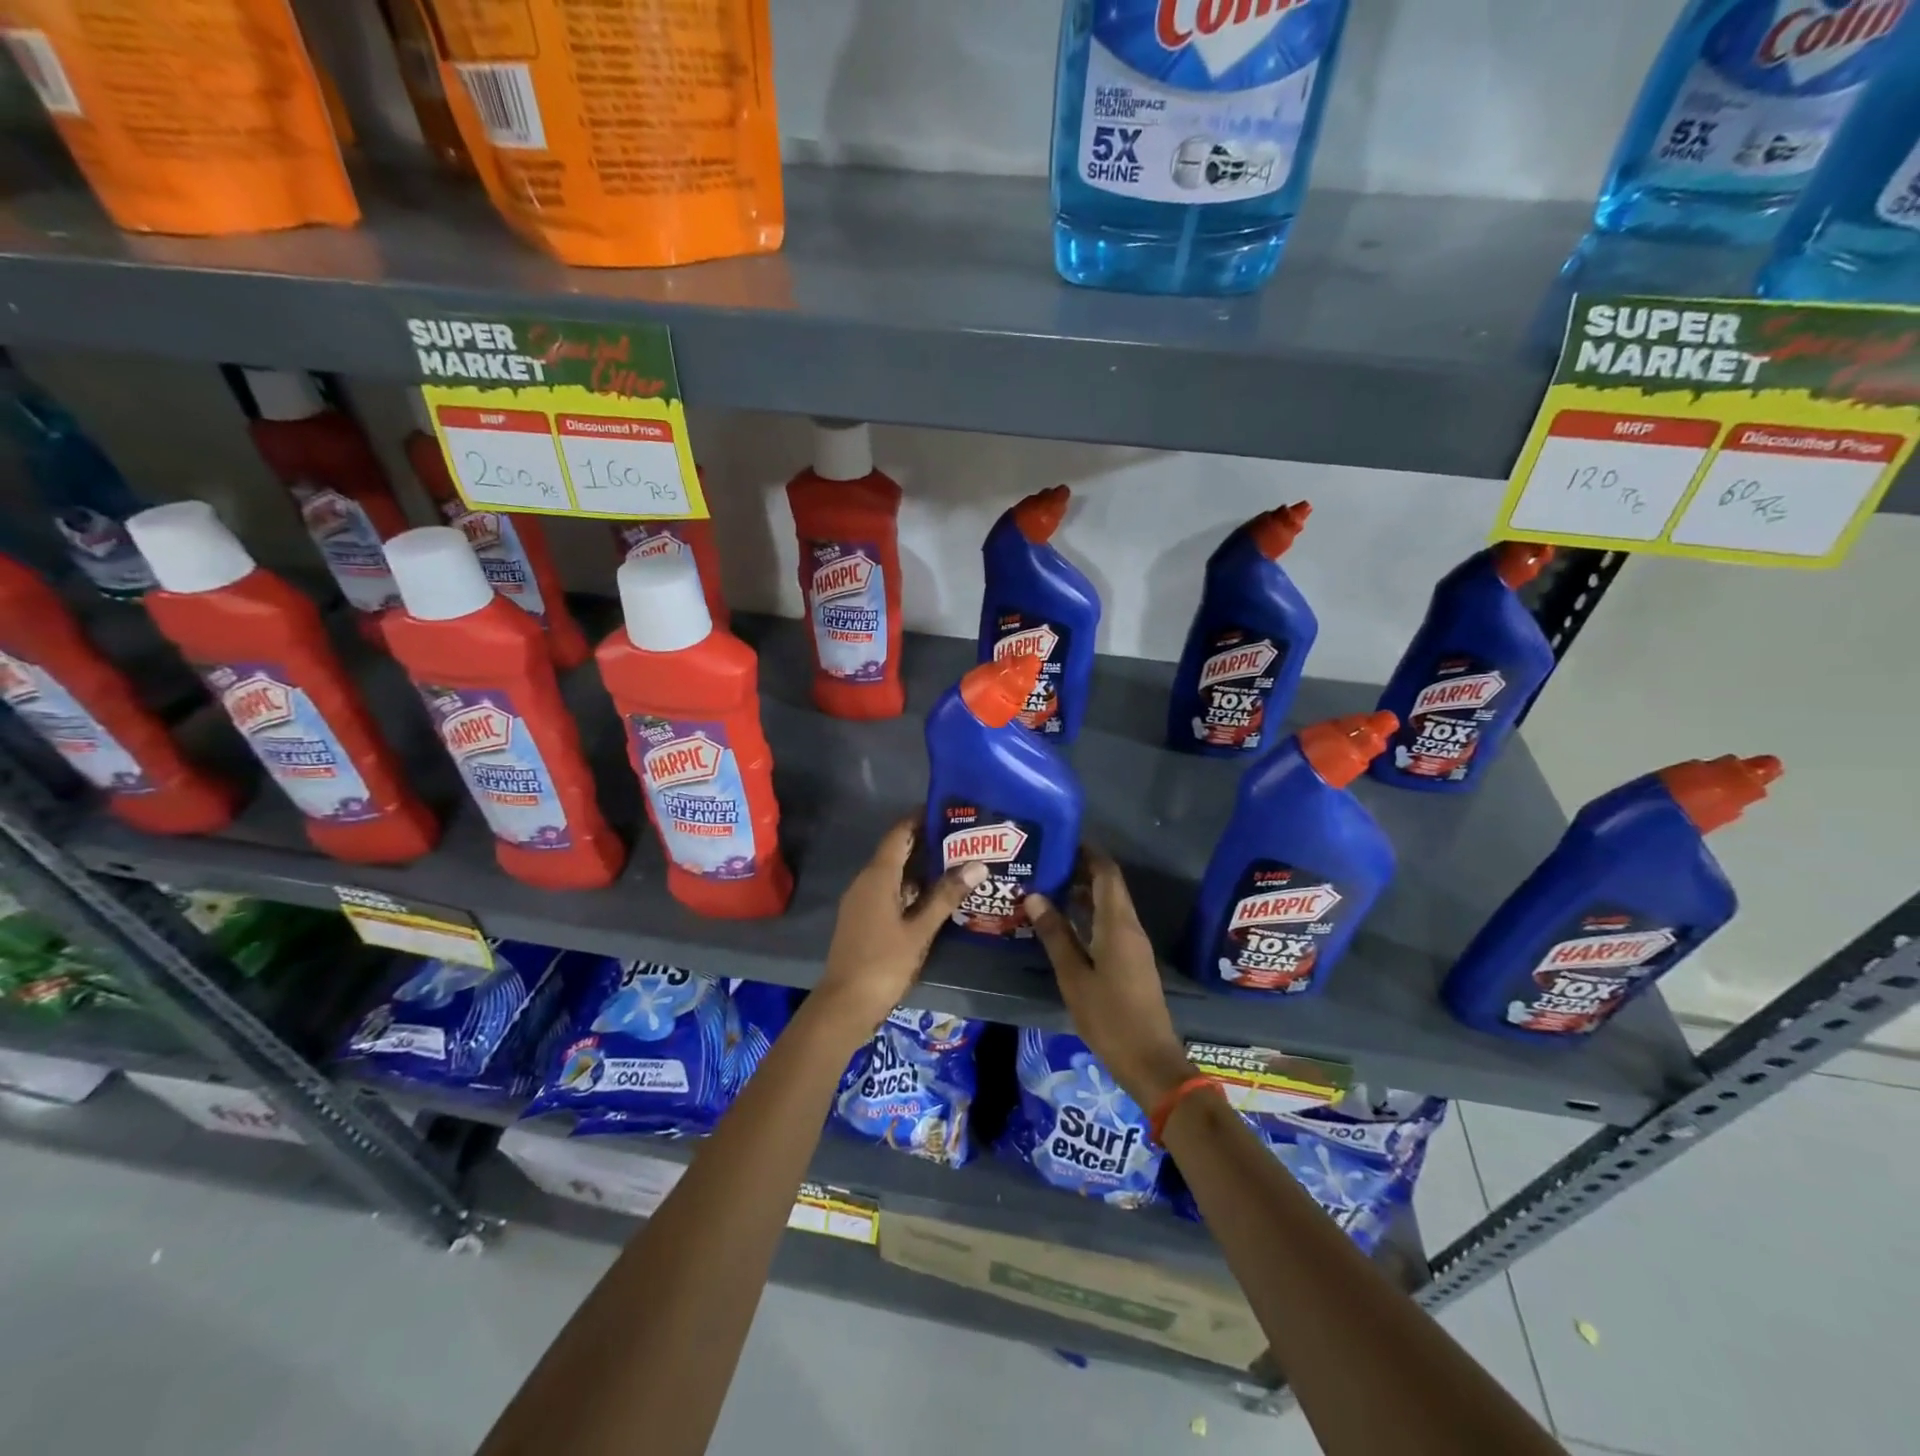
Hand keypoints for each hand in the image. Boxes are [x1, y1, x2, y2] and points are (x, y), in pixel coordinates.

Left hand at [813, 818, 985, 1039]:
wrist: (845, 1004)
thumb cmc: (883, 963)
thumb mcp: (920, 930)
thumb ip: (946, 896)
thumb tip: (977, 864)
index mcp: (877, 876)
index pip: (899, 833)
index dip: (920, 818)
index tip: (948, 810)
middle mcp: (866, 881)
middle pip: (897, 851)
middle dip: (927, 843)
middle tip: (963, 837)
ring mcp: (862, 900)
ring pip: (894, 874)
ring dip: (921, 868)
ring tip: (956, 863)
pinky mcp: (863, 918)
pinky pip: (888, 891)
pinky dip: (911, 888)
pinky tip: (935, 897)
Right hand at [1024, 851, 1194, 1109]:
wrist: (1149, 1060)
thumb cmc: (1109, 1016)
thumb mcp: (1073, 976)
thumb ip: (1055, 934)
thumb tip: (1035, 896)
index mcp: (1118, 924)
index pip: (1107, 873)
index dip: (1088, 852)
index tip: (1062, 840)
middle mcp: (1130, 927)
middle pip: (1109, 886)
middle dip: (1081, 870)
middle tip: (1047, 863)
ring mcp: (1134, 945)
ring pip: (1110, 905)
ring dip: (1084, 893)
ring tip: (1049, 887)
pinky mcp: (1132, 961)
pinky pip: (1111, 923)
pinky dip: (1090, 914)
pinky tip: (1065, 923)